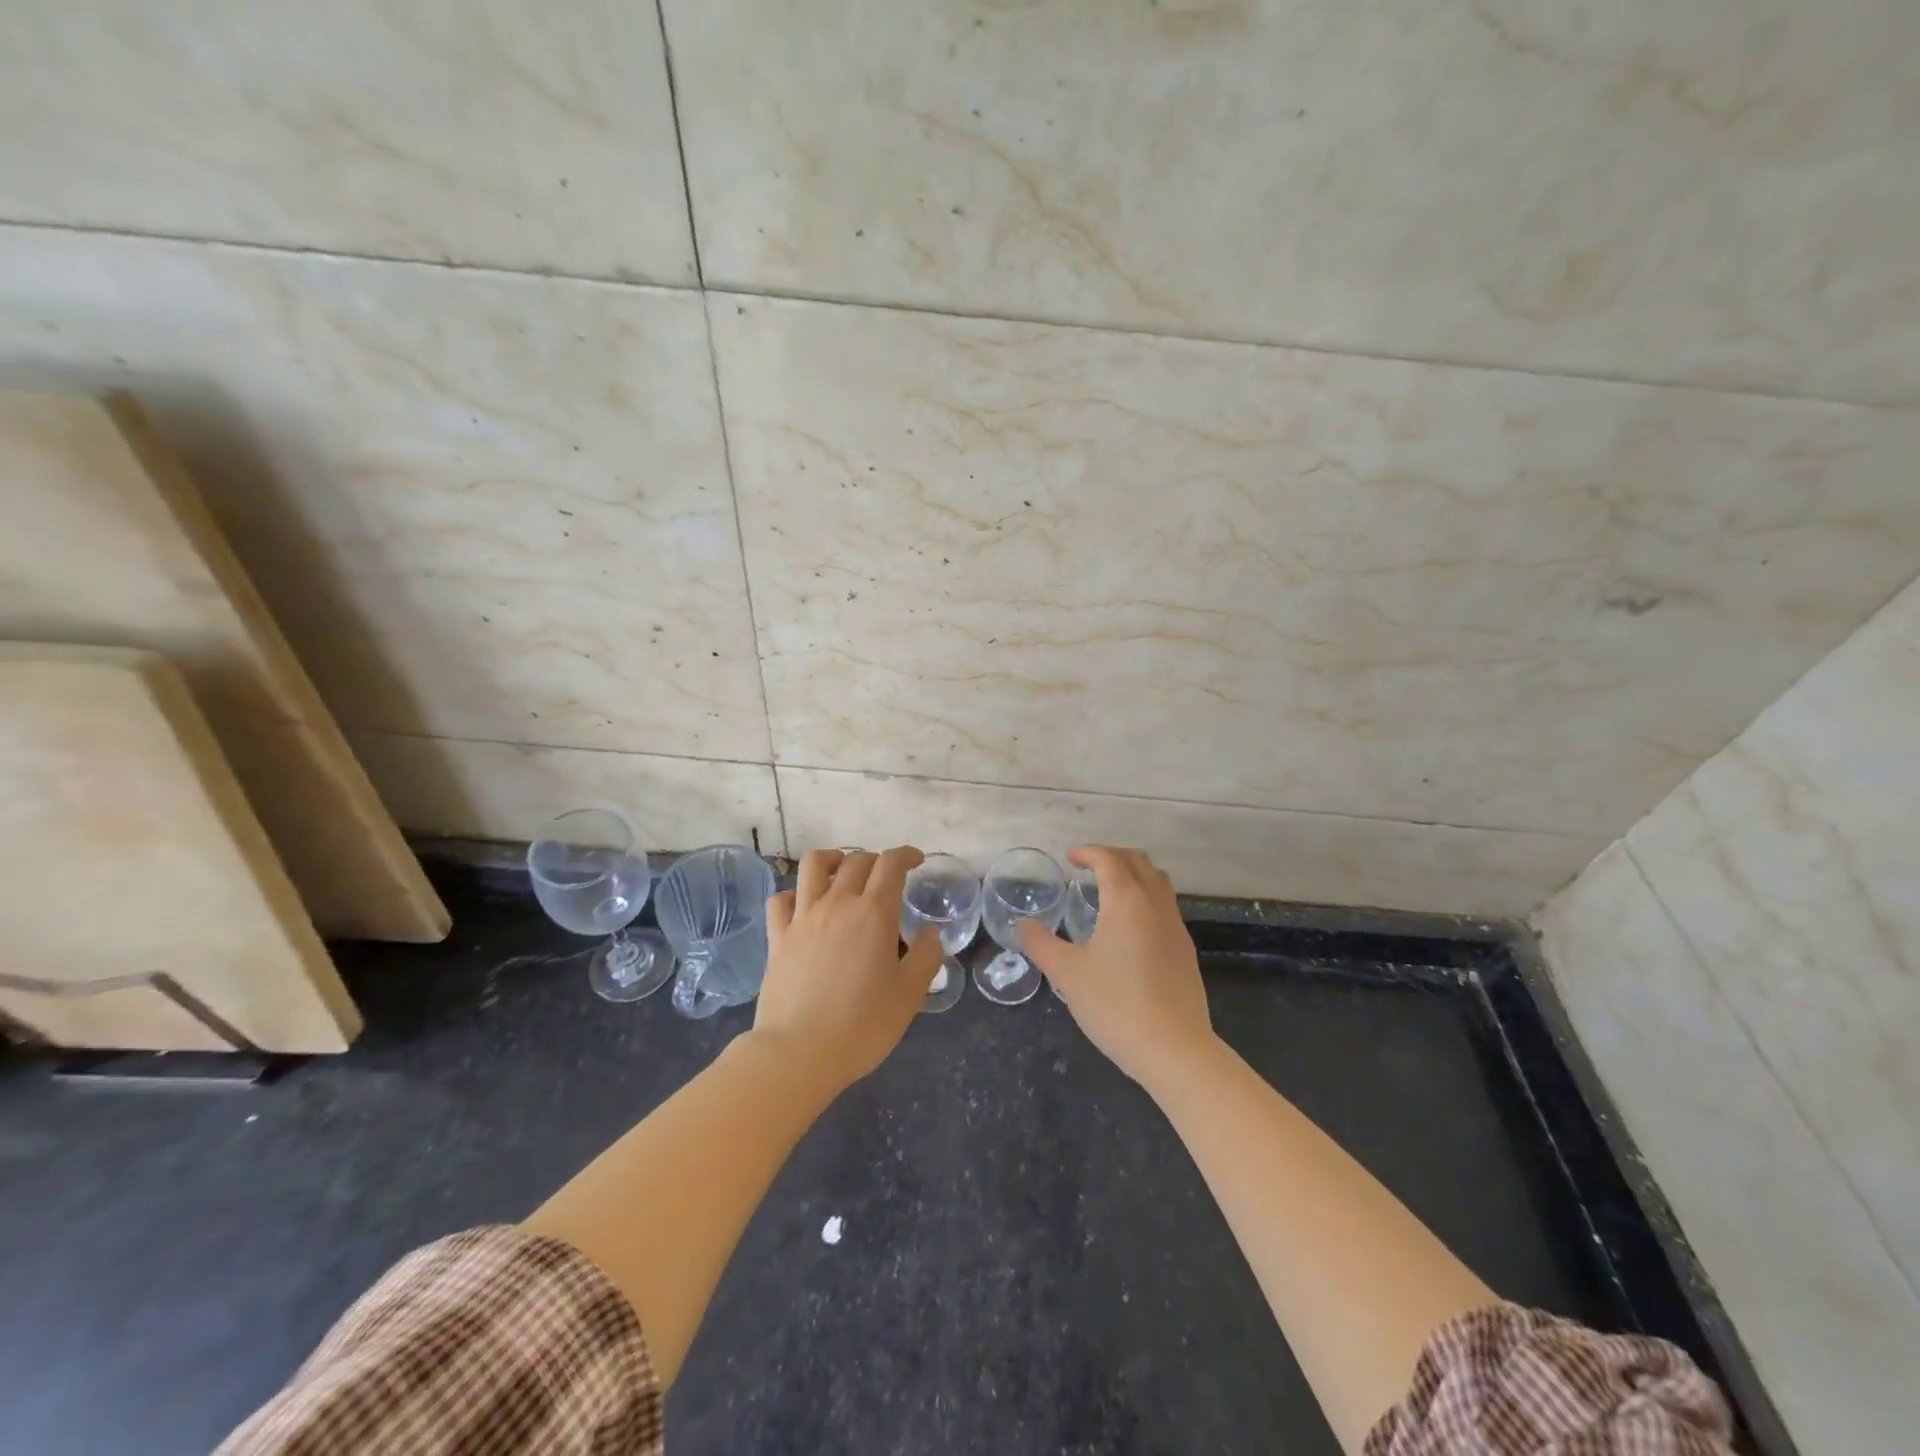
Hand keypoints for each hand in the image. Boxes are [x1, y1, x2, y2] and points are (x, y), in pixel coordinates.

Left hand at [754, 847, 941, 1090]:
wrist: (798, 1053)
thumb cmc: (862, 1026)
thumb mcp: (909, 996)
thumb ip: (925, 958)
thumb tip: (931, 932)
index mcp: (874, 913)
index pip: (891, 864)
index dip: (906, 855)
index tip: (916, 860)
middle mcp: (837, 904)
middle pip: (857, 861)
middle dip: (876, 860)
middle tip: (887, 878)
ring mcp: (803, 918)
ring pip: (814, 865)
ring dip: (833, 859)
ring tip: (843, 871)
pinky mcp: (778, 937)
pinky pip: (781, 899)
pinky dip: (795, 893)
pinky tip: (805, 905)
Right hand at [1021, 847, 1214, 1087]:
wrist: (1174, 1049)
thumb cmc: (1115, 1004)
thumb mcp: (1067, 973)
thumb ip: (1041, 944)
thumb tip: (1023, 925)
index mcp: (1126, 901)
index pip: (1110, 859)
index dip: (1089, 852)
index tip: (1070, 858)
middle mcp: (1155, 904)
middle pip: (1139, 862)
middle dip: (1113, 856)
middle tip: (1089, 868)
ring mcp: (1176, 927)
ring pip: (1158, 883)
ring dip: (1134, 875)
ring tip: (1109, 892)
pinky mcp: (1185, 950)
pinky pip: (1165, 907)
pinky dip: (1146, 899)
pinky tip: (1130, 928)